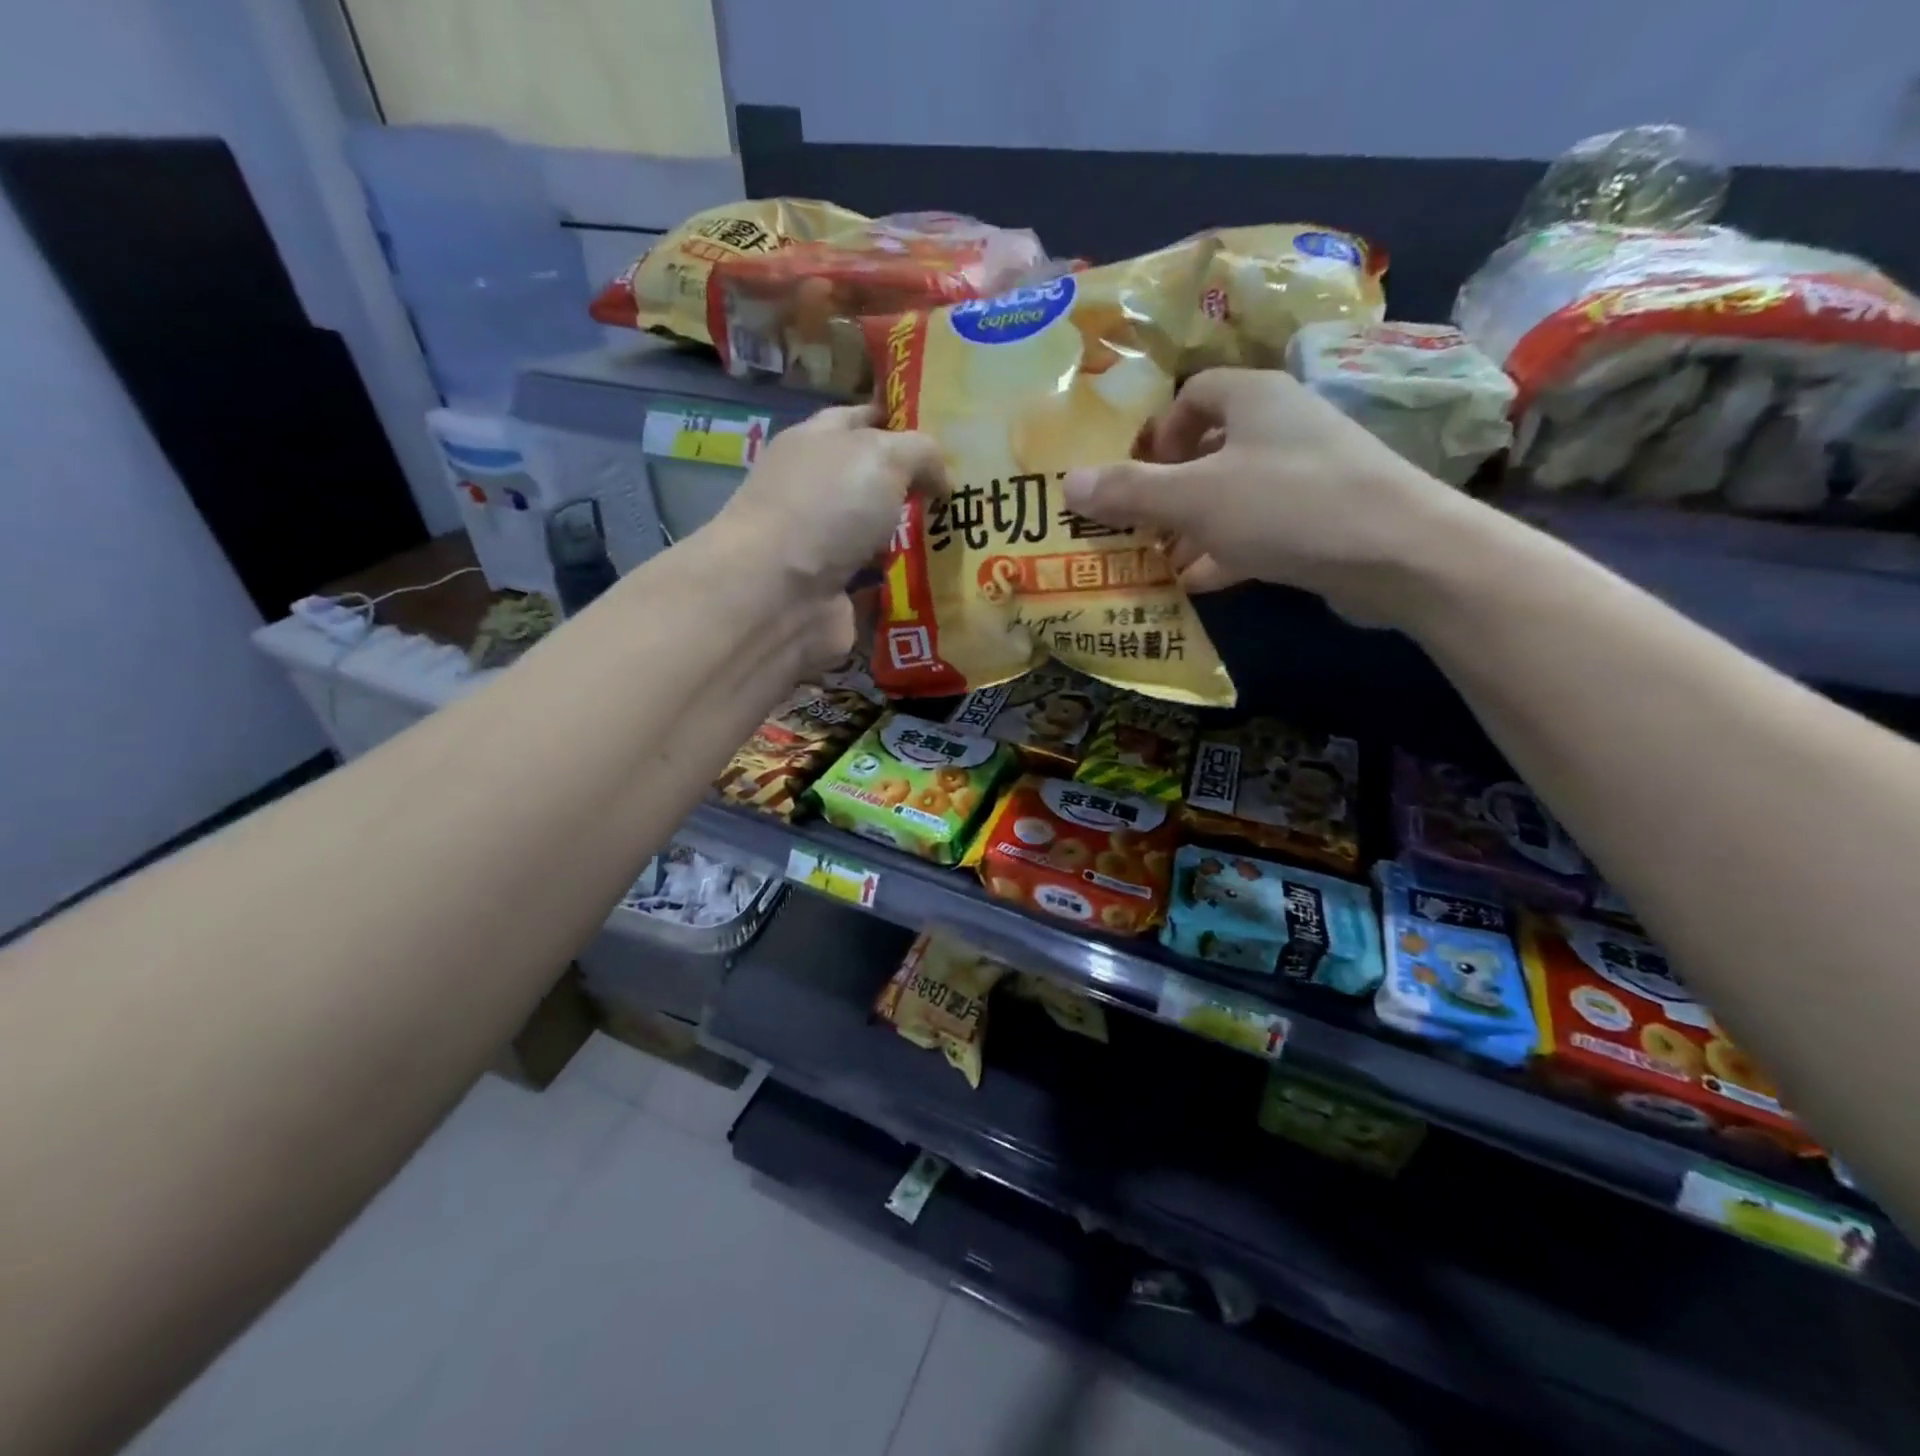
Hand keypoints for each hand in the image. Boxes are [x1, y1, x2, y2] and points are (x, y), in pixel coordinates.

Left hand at [718, 402, 947, 590]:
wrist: (777, 596)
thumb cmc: (826, 507)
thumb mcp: (882, 455)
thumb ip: (921, 453)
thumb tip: (942, 479)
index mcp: (815, 444)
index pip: (861, 419)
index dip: (900, 420)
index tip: (947, 430)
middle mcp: (817, 494)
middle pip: (874, 484)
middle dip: (918, 488)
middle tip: (970, 492)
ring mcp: (825, 549)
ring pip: (881, 539)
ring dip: (917, 542)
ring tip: (968, 541)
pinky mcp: (836, 597)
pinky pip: (882, 588)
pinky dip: (908, 589)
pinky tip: (945, 585)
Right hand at [1062, 369, 1470, 623]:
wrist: (1399, 553)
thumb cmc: (1288, 505)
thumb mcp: (1195, 498)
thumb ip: (1130, 491)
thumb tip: (1066, 482)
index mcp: (1255, 398)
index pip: (1194, 394)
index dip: (1159, 432)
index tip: (1137, 474)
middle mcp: (1283, 425)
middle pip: (1210, 448)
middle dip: (1168, 489)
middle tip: (1136, 527)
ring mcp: (1307, 473)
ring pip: (1232, 493)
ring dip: (1192, 527)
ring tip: (1157, 562)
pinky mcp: (1322, 518)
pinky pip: (1259, 527)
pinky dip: (1225, 551)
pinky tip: (1197, 582)